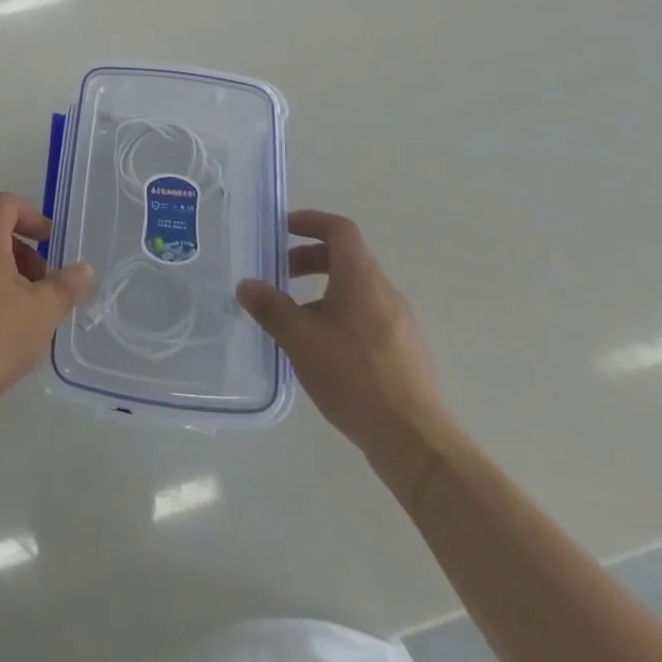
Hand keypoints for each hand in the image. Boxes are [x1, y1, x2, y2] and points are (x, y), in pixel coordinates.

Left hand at [0, 193, 96, 418]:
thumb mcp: (43, 312)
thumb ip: (67, 286)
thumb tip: (84, 269)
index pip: (4, 205)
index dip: (31, 215)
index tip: (49, 242)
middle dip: (26, 253)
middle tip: (46, 286)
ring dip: (11, 276)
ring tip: (30, 314)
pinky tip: (6, 333)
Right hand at [237, 210, 454, 490]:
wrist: (415, 440)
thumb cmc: (354, 376)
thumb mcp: (300, 339)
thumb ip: (271, 308)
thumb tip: (246, 285)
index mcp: (362, 278)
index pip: (340, 230)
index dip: (311, 221)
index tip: (283, 228)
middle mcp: (385, 292)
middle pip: (347, 258)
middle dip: (310, 259)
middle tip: (281, 274)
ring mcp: (400, 323)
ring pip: (358, 290)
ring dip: (324, 290)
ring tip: (297, 318)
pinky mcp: (406, 352)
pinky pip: (369, 316)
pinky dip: (342, 315)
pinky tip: (325, 350)